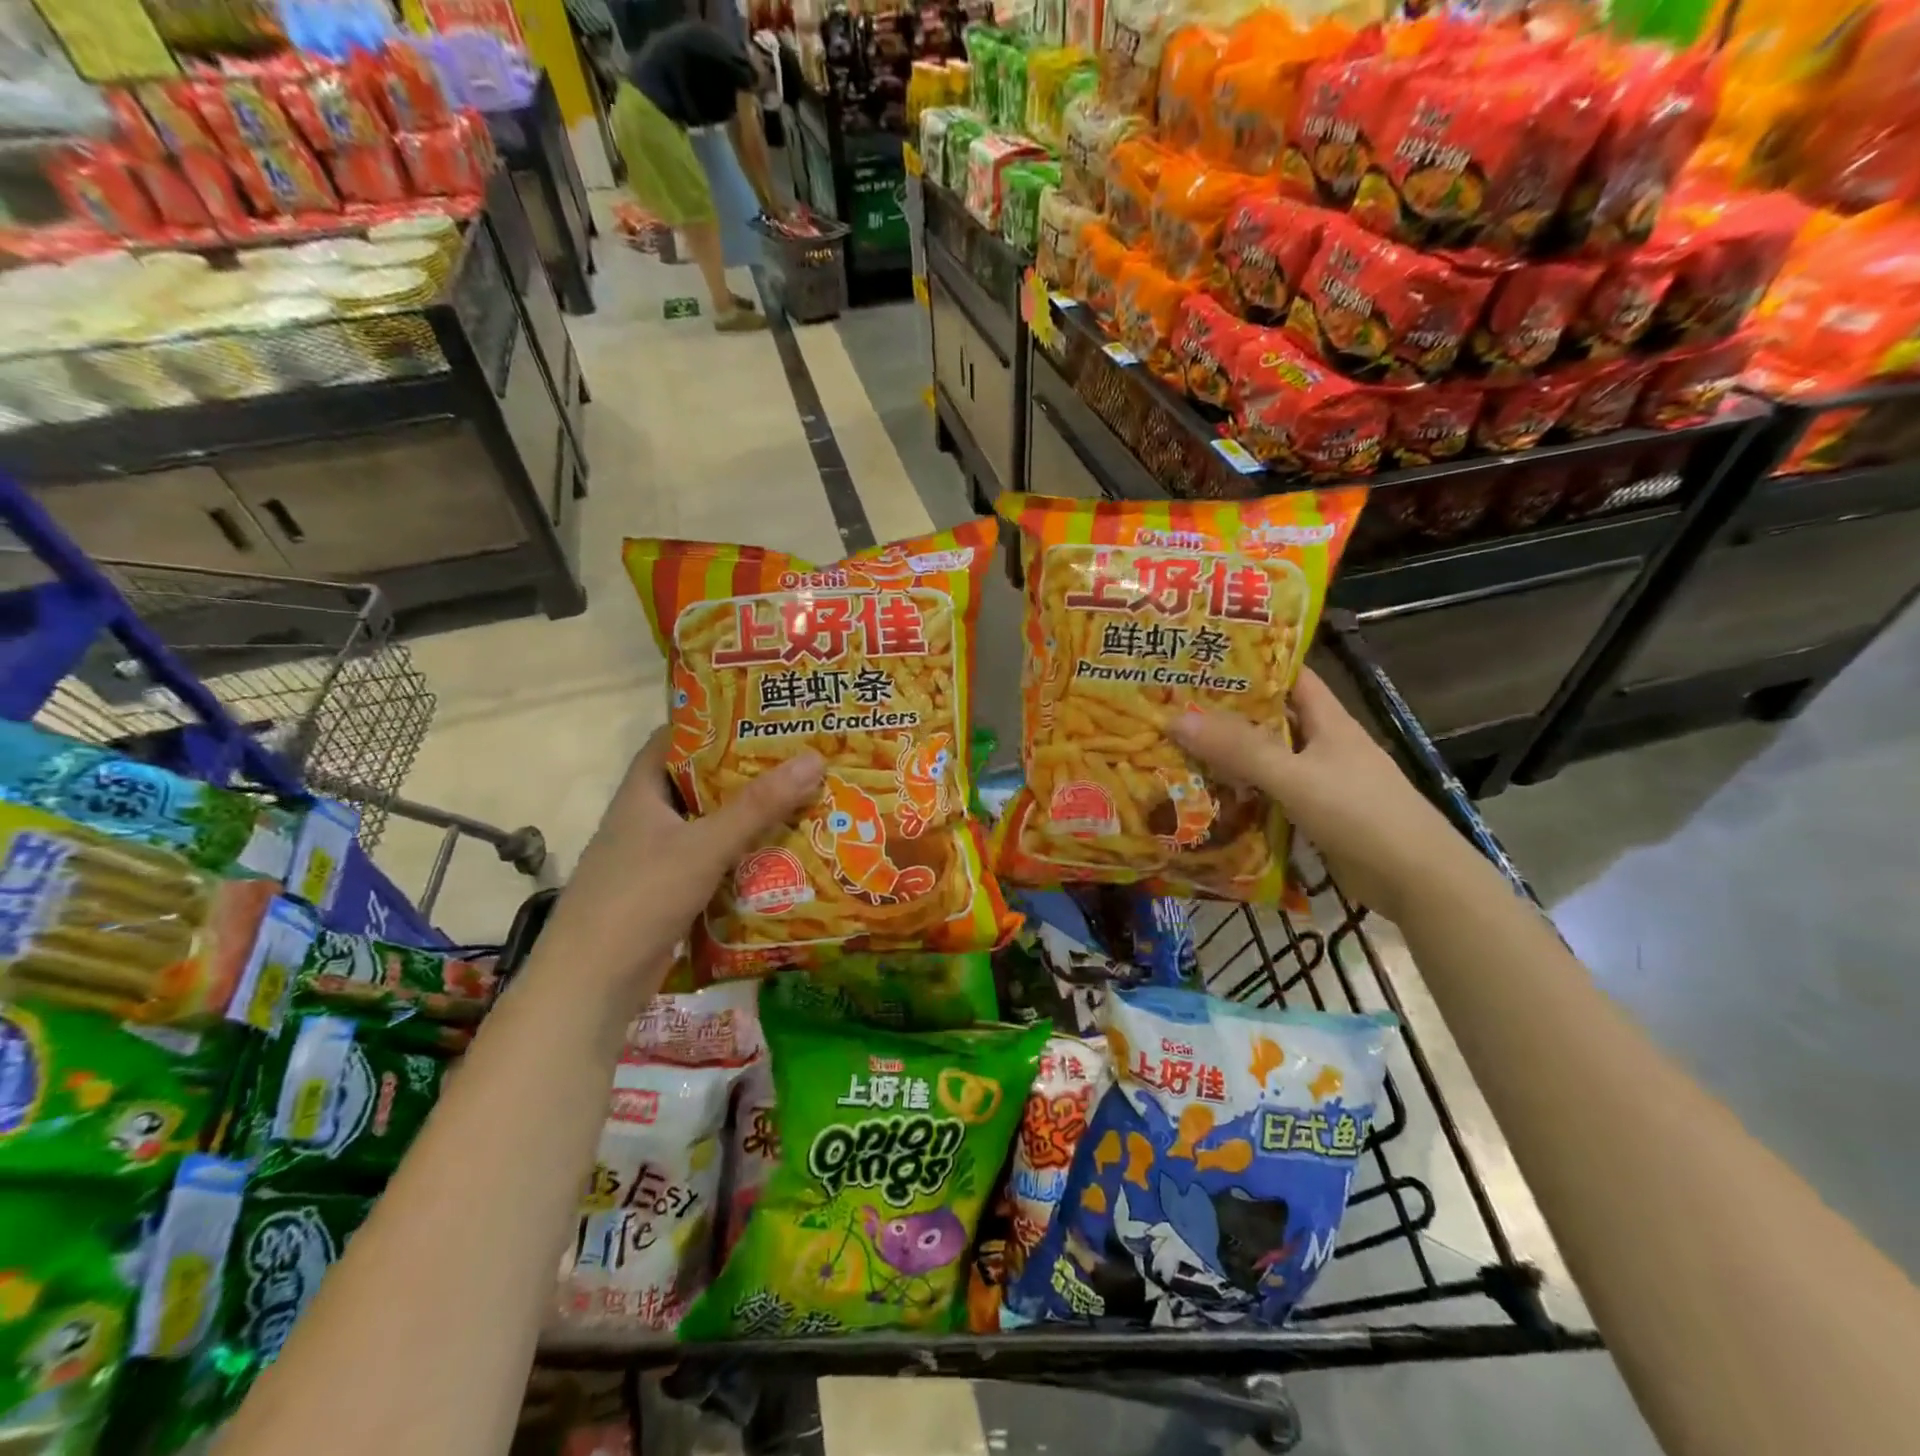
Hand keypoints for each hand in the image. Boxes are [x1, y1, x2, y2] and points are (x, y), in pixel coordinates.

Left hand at [544, 729, 823, 989]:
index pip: (675, 739)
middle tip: (799, 759)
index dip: (714, 722)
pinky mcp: (668, 892)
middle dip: (746, 772)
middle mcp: (647, 818)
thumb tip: (814, 758)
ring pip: (710, 825)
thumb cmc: (640, 897)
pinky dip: (742, 856)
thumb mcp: (704, 845)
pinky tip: (781, 856)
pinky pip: (713, 862)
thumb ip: (758, 806)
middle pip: (701, 782)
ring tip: (802, 801)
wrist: (591, 985)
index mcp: (642, 792)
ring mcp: (656, 858)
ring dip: (749, 817)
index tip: (762, 716)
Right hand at [1167, 669, 1456, 919]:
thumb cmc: (1360, 814)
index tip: (1204, 660)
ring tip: (1176, 750)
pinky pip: (1268, 796)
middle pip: (1270, 720)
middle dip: (1226, 714)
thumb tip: (1176, 718)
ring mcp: (1319, 782)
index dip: (1252, 664)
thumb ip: (1240, 750)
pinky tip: (1206, 798)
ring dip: (1228, 758)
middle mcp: (1323, 746)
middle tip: (1173, 708)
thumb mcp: (1295, 776)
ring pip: (1266, 761)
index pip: (1290, 677)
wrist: (1416, 880)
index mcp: (1328, 721)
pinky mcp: (1314, 816)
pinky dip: (1240, 795)